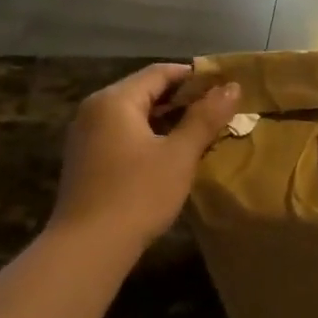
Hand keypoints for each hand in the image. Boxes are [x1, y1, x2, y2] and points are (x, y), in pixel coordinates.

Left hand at [49, 65, 239, 245]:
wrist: (89, 245)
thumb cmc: (138, 194)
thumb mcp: (180, 155)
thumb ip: (205, 118)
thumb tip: (231, 86)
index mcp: (115, 100)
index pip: (160, 72)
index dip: (195, 76)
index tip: (226, 87)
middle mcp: (95, 109)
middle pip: (145, 91)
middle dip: (183, 98)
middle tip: (219, 111)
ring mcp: (86, 135)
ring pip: (134, 114)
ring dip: (168, 119)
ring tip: (202, 132)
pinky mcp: (87, 159)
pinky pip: (123, 134)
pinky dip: (150, 135)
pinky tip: (172, 154)